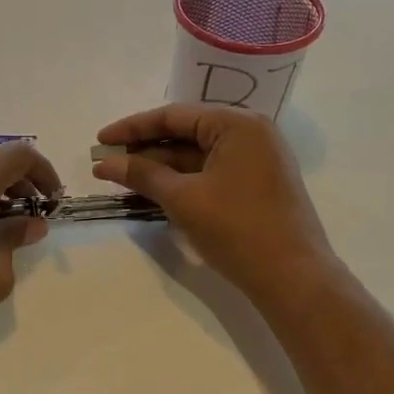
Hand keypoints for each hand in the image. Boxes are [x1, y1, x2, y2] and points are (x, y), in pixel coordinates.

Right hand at [93, 104, 337, 307]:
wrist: (293, 278)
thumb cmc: (237, 229)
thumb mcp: (183, 199)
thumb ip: (143, 175)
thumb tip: (105, 164)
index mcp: (237, 124)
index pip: (173, 116)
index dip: (132, 128)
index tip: (100, 141)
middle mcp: (250, 133)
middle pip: (186, 133)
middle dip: (145, 149)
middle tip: (108, 163)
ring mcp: (257, 159)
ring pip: (197, 155)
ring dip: (161, 167)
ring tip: (123, 179)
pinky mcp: (257, 184)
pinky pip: (211, 172)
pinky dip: (182, 180)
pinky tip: (154, 191)